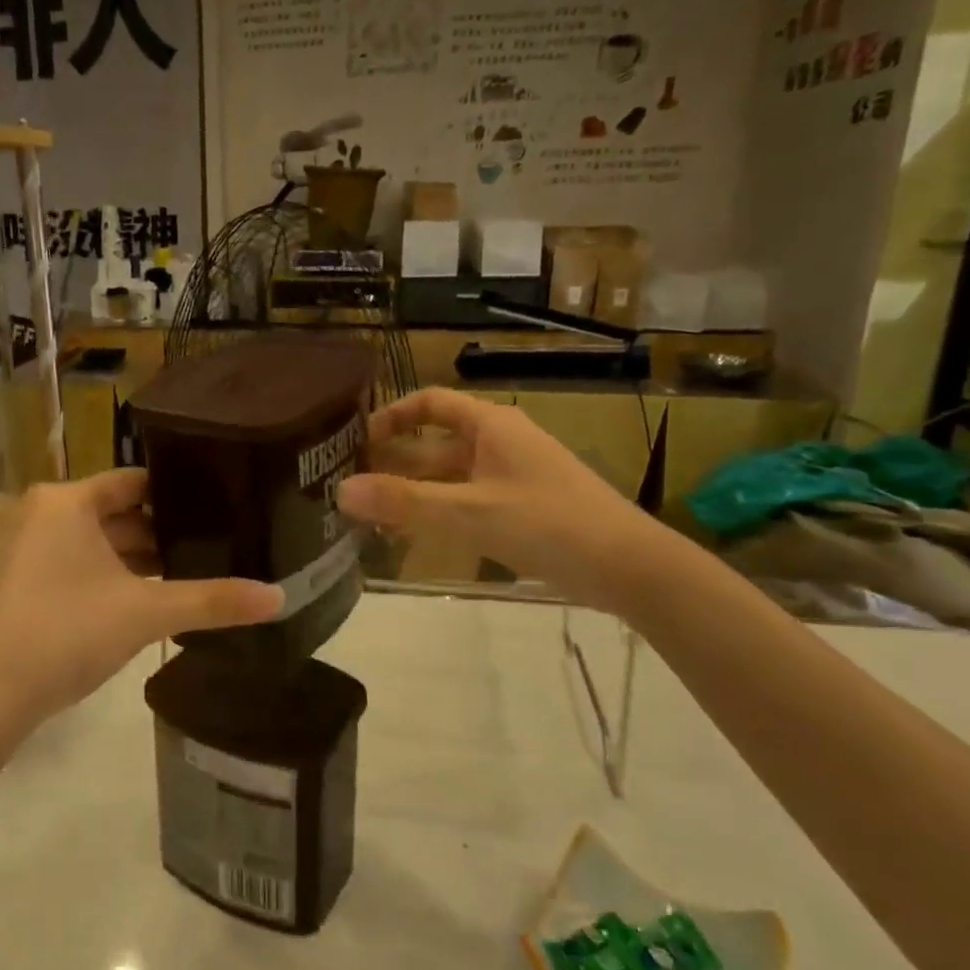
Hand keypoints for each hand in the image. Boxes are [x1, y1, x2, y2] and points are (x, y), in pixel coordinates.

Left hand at [0, 472, 282, 726]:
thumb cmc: (67, 630)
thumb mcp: (146, 612)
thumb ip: (212, 600)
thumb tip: (279, 597)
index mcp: (68, 501)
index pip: (136, 480)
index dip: (179, 491)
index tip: (222, 502)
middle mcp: (47, 515)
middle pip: (121, 513)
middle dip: (166, 531)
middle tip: (222, 540)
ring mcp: (34, 551)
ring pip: (104, 543)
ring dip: (144, 559)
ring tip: (200, 568)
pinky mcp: (30, 585)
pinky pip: (87, 567)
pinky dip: (119, 578)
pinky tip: (158, 598)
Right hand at [337, 388, 662, 612]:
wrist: (630, 566)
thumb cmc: (549, 523)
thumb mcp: (470, 512)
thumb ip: (404, 502)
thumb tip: (340, 491)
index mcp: (489, 425)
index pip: (429, 403)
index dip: (391, 416)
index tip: (356, 441)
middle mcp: (498, 442)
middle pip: (433, 443)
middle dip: (393, 463)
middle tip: (350, 488)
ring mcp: (510, 476)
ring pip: (448, 476)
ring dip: (412, 493)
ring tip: (371, 519)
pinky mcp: (520, 507)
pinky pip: (466, 500)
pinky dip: (437, 512)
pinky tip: (414, 538)